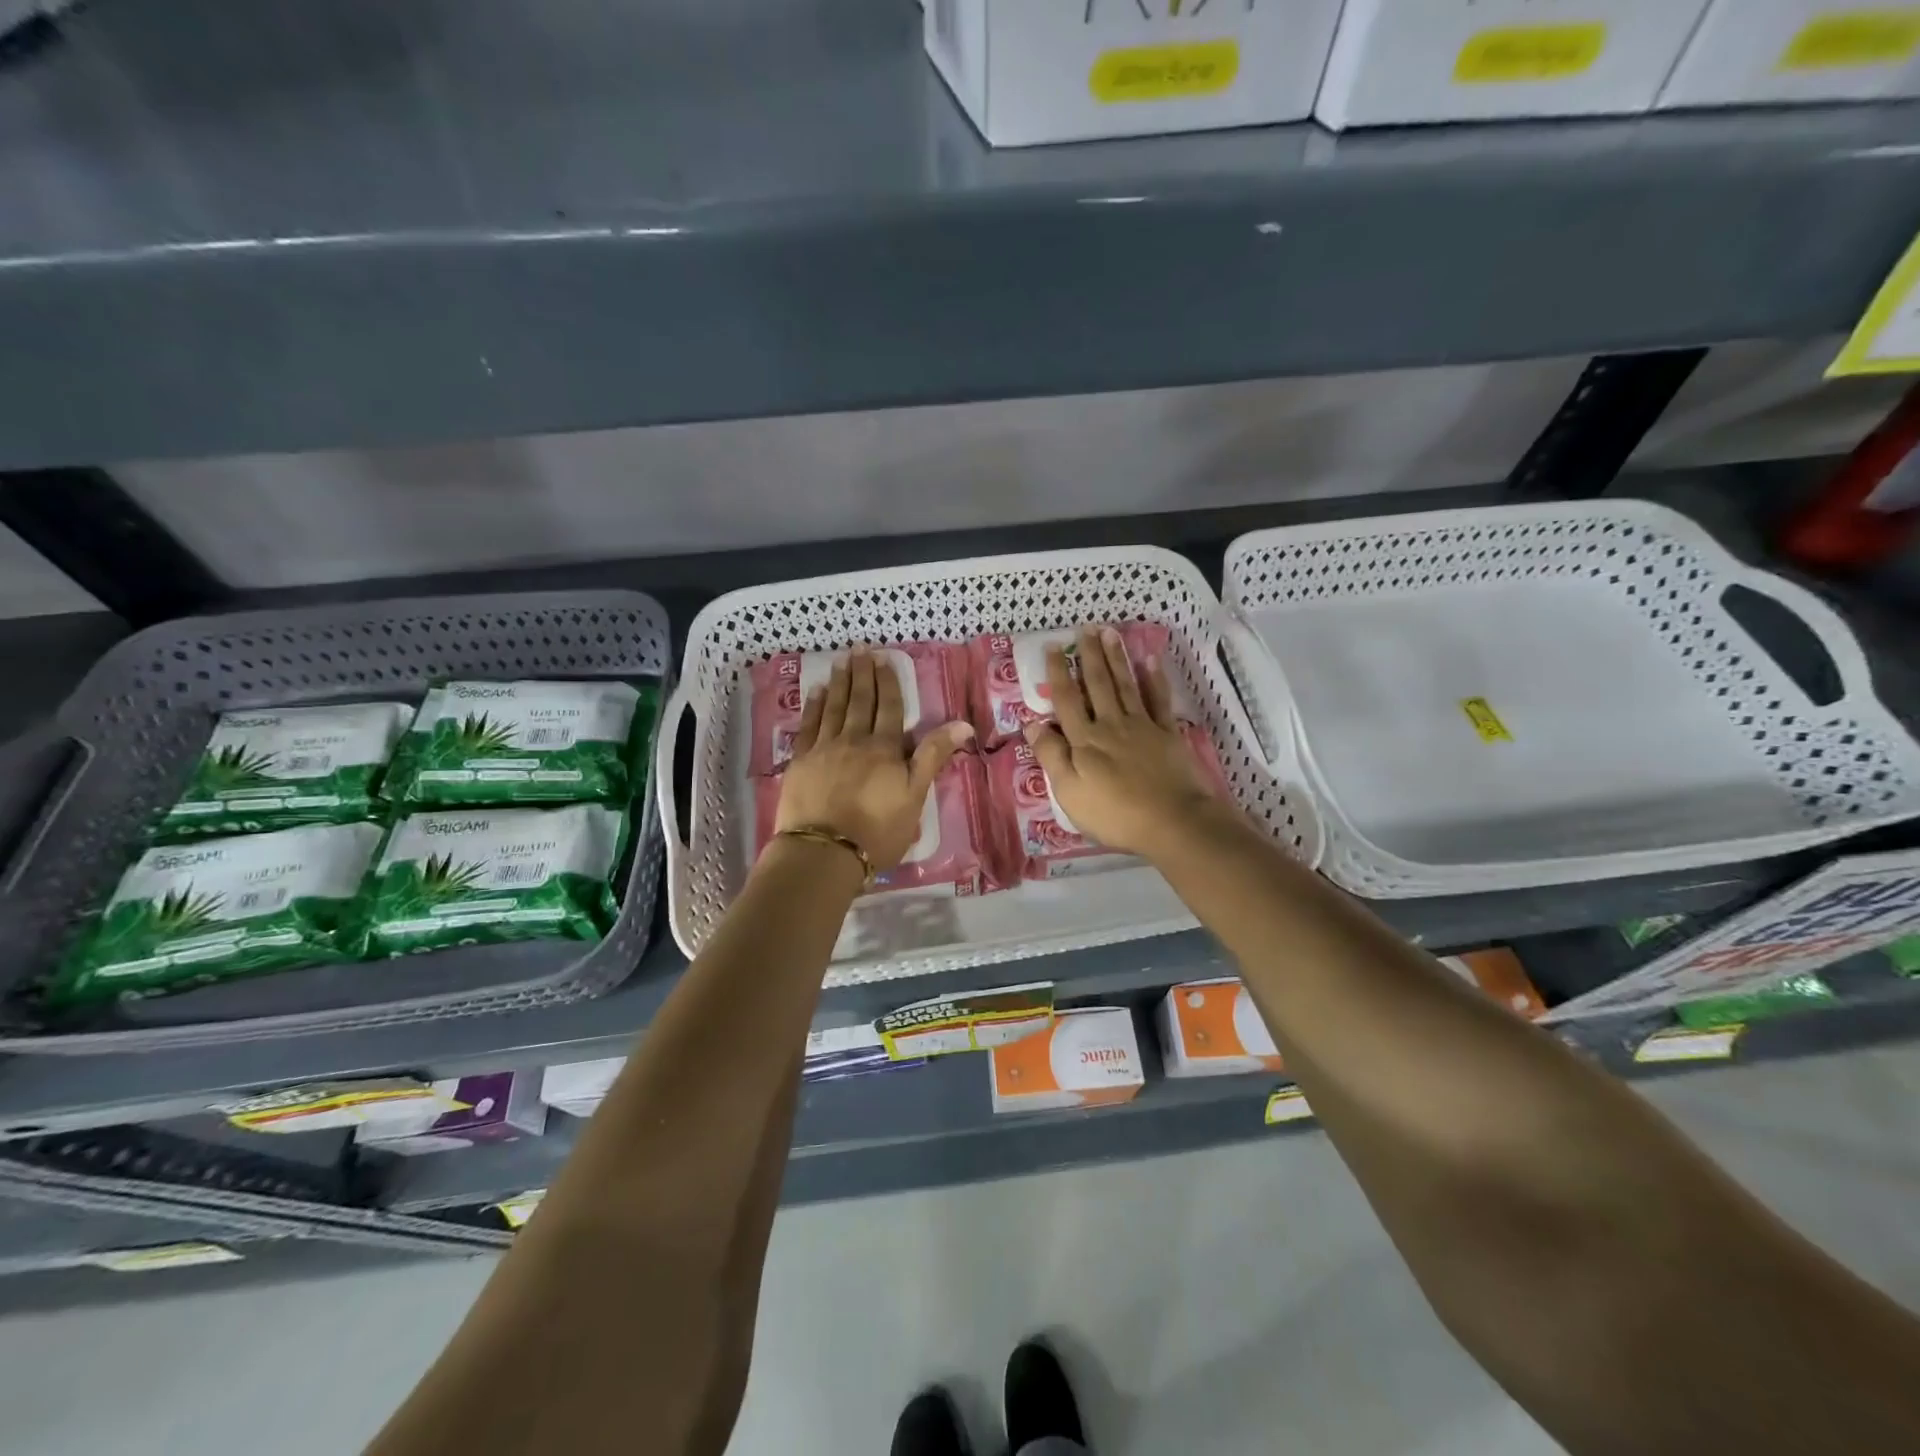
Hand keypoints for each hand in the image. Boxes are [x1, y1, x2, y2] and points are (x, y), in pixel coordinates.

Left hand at [775, 647, 972, 870]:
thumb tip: (963, 724)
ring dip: (838, 683)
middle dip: (862, 674)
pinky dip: (812, 707)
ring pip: (833, 708)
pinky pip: (808, 726)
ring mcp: (824, 749)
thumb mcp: (915, 796)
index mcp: (884, 748)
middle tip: (860, 649)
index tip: (884, 659)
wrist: (824, 852)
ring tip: (840, 662)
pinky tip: (815, 693)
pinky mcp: (800, 762)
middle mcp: (854, 740)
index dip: (888, 683)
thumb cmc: (878, 830)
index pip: (889, 708)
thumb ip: (933, 756)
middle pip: (860, 701)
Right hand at [1024, 627, 1224, 857]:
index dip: (1058, 673)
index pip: (1067, 700)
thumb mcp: (1069, 792)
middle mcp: (1111, 724)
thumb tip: (1032, 724)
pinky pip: (1159, 700)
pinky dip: (1155, 679)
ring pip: (1125, 685)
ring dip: (1116, 658)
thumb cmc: (1114, 814)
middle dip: (1089, 655)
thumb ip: (1051, 756)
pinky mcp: (1167, 734)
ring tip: (1110, 632)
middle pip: (1097, 684)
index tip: (1052, 647)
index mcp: (1084, 740)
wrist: (1172, 821)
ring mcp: (1142, 726)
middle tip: (1085, 628)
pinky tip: (1150, 660)